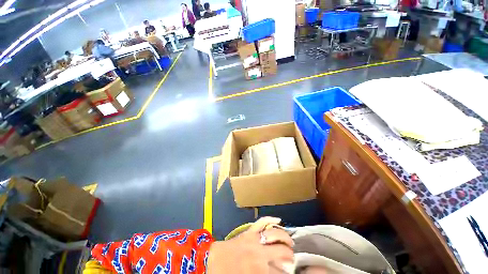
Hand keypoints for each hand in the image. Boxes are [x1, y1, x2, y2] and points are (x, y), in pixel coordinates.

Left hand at [207, 217, 293, 273]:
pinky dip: (270, 219)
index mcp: (259, 270)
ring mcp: (255, 239)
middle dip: (290, 256)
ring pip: (275, 234)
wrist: (212, 262)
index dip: (287, 271)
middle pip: (282, 252)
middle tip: (292, 259)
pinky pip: (261, 222)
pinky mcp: (249, 231)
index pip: (280, 271)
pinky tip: (278, 219)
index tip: (289, 270)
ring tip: (290, 242)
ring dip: (285, 237)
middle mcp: (260, 253)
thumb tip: (277, 271)